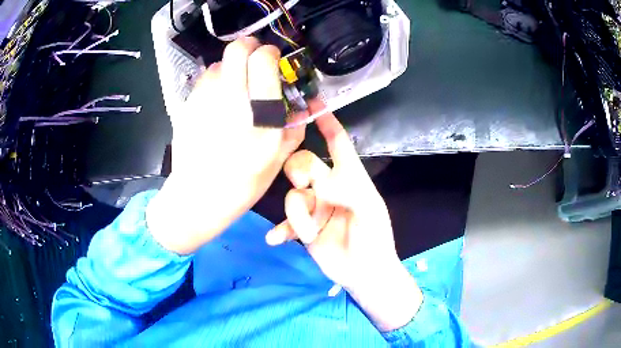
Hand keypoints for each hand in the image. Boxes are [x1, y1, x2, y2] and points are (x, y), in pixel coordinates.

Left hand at [147, 37, 305, 254]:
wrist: (197, 198)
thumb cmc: (241, 185)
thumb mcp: (277, 161)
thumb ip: (294, 127)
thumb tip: (304, 104)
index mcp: (259, 118)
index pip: (263, 60)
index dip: (270, 52)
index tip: (272, 59)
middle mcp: (230, 102)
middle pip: (237, 49)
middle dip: (249, 46)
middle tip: (254, 59)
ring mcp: (204, 101)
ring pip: (219, 62)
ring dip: (231, 66)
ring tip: (235, 86)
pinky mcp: (187, 105)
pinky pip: (204, 79)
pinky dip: (215, 81)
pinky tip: (218, 100)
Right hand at [265, 112, 422, 331]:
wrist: (365, 274)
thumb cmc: (375, 239)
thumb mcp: (369, 210)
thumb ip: (347, 190)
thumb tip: (317, 185)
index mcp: (350, 177)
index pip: (337, 142)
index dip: (327, 121)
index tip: (312, 103)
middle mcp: (329, 187)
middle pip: (304, 163)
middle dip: (300, 170)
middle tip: (305, 185)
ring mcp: (315, 208)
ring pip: (292, 195)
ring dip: (298, 215)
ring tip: (309, 234)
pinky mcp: (303, 228)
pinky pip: (286, 222)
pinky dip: (281, 229)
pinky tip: (275, 239)